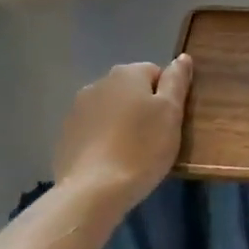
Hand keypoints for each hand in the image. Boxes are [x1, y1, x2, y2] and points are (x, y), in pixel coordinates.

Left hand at [53, 56, 192, 214]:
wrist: (93, 191)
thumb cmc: (141, 149)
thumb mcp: (171, 113)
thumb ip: (177, 81)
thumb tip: (182, 57)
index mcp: (127, 74)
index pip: (155, 73)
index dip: (167, 97)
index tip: (170, 123)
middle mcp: (99, 83)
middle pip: (131, 90)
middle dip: (142, 108)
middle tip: (154, 139)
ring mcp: (78, 109)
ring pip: (110, 109)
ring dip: (121, 122)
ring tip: (132, 153)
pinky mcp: (66, 134)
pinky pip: (93, 130)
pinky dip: (103, 139)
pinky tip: (110, 162)